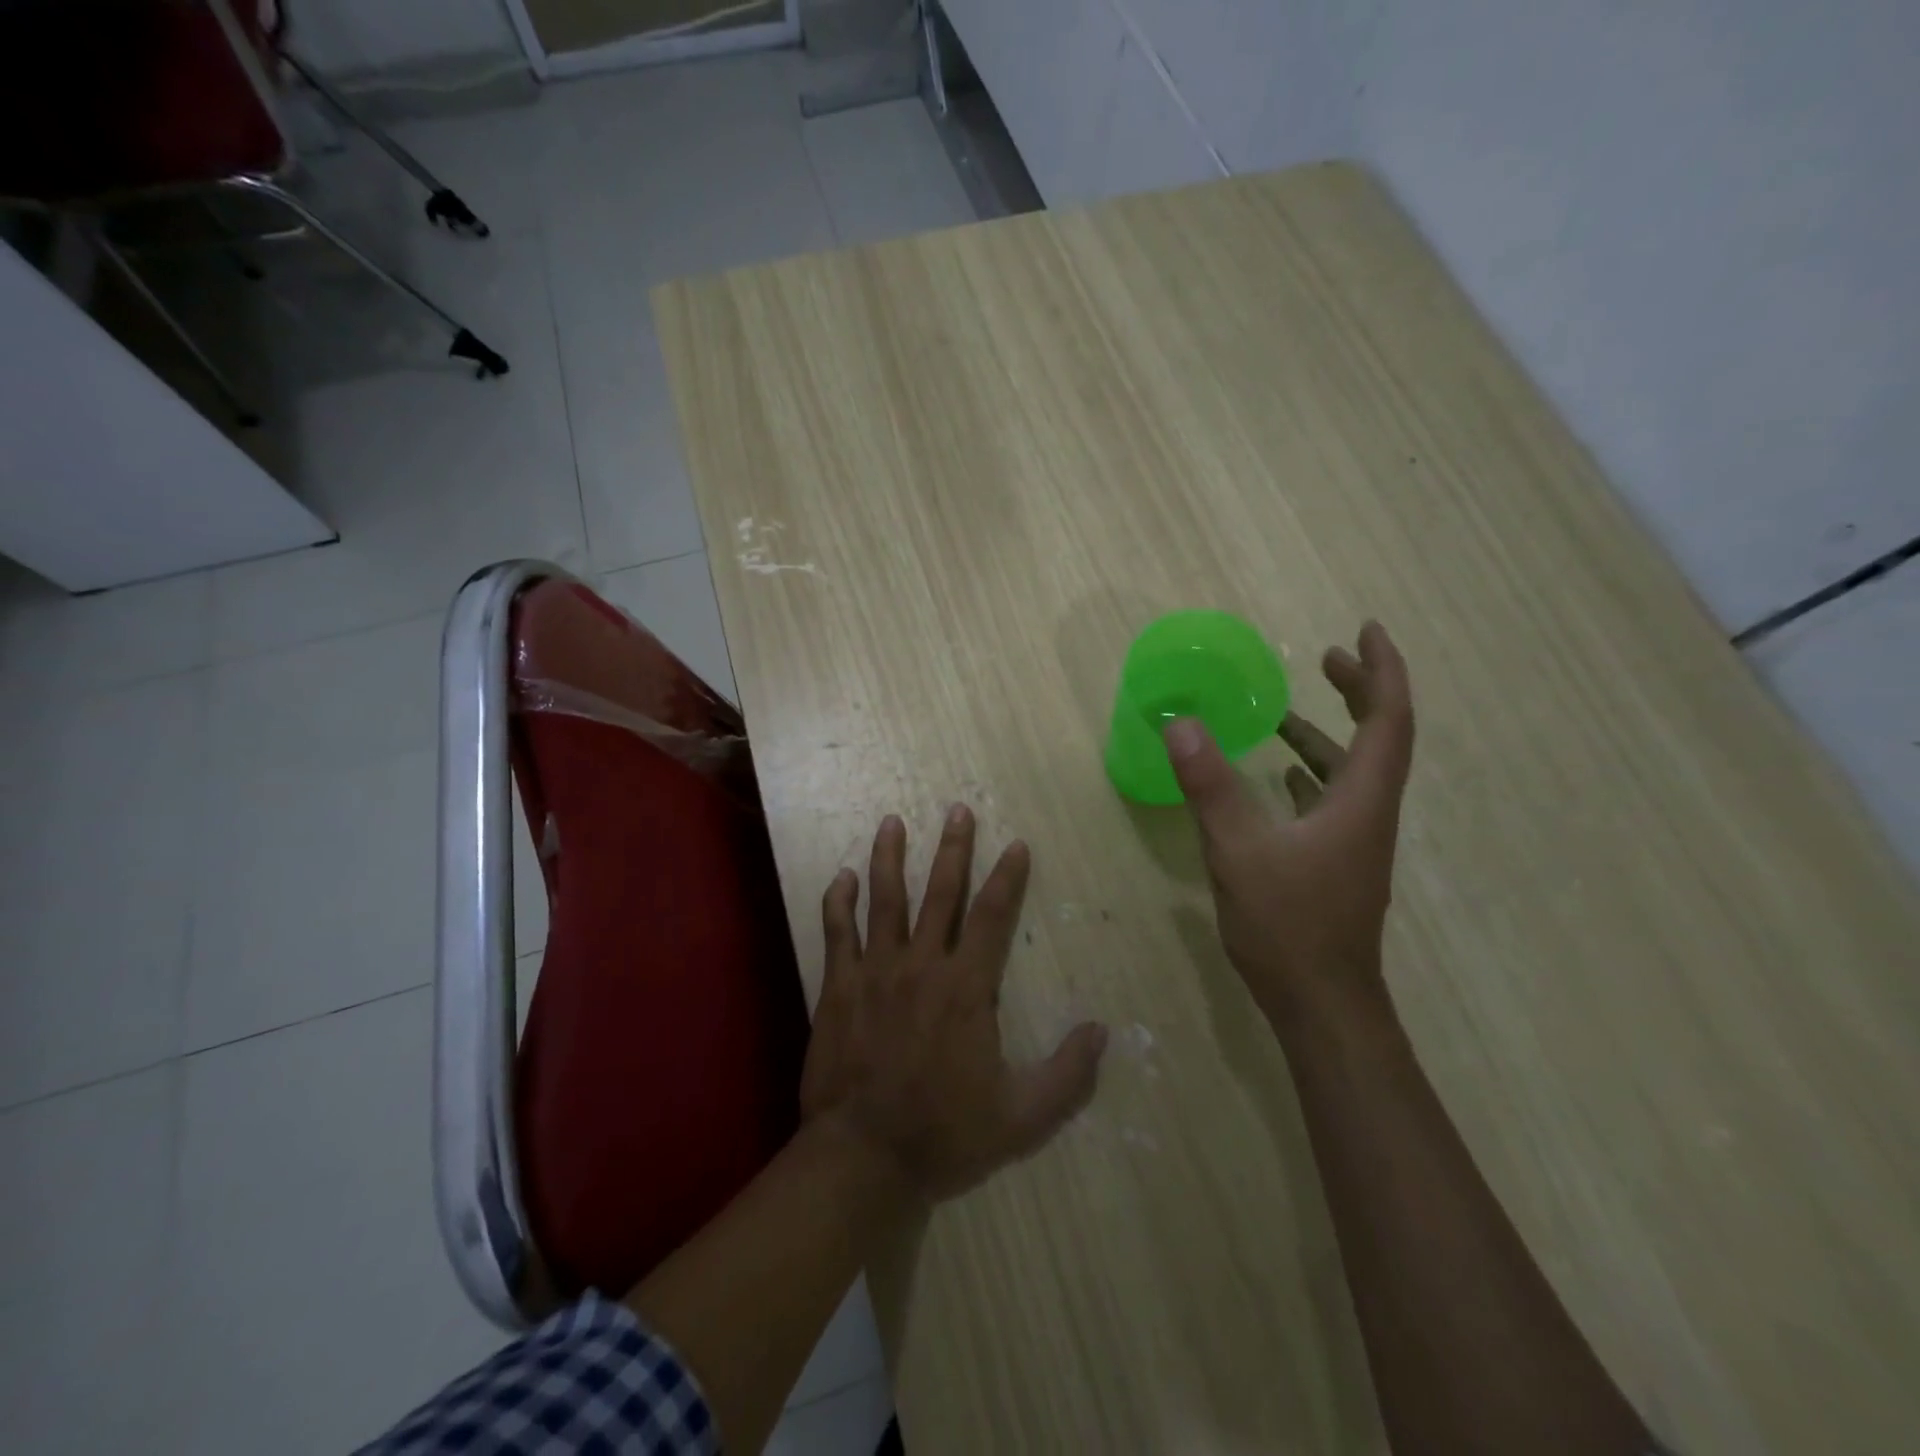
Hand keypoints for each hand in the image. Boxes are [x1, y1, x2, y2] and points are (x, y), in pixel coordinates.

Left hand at [801, 806, 1108, 1202]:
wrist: (864, 1156)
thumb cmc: (945, 1134)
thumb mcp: (1022, 1117)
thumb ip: (1066, 1074)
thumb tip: (1101, 1030)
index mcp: (966, 988)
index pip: (992, 917)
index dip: (1007, 877)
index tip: (1016, 844)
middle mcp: (921, 966)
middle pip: (940, 893)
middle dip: (953, 849)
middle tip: (957, 809)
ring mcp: (875, 972)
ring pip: (884, 900)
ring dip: (889, 857)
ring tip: (892, 822)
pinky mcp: (839, 987)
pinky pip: (837, 932)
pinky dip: (838, 901)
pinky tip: (841, 876)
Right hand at [1165, 621, 1415, 1025]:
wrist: (1321, 1005)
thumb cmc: (1289, 926)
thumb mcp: (1239, 850)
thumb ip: (1210, 786)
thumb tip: (1179, 723)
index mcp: (1361, 801)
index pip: (1389, 720)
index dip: (1382, 671)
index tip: (1364, 631)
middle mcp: (1368, 814)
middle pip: (1379, 738)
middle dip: (1358, 692)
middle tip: (1326, 658)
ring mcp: (1355, 841)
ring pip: (1352, 772)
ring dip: (1328, 735)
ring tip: (1285, 713)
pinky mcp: (1337, 863)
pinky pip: (1332, 800)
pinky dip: (1310, 774)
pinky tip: (1279, 777)